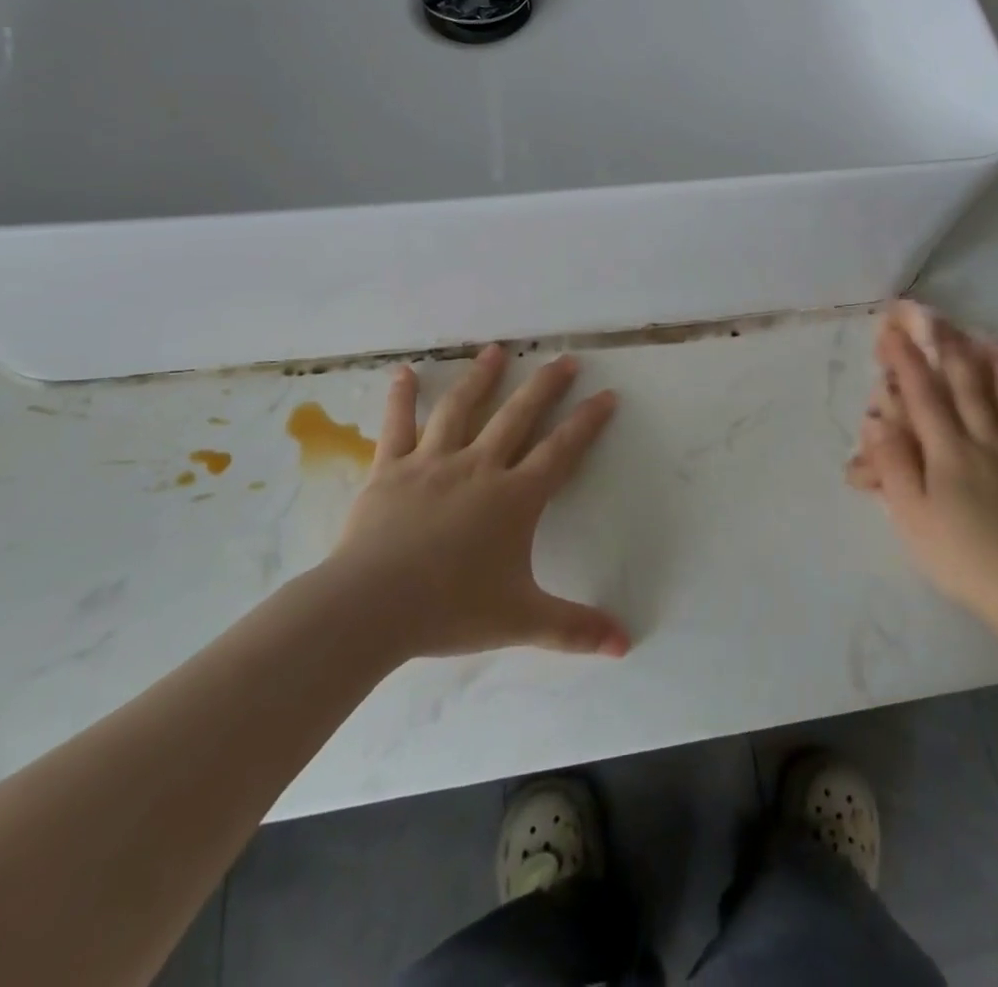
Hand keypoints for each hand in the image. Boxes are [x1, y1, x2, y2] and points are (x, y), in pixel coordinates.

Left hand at [323, 345, 629, 660]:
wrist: (372, 607)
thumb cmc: (451, 609)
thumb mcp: (521, 620)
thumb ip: (575, 630)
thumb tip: (626, 646)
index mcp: (515, 498)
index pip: (561, 450)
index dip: (587, 422)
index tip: (606, 394)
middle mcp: (480, 467)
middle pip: (519, 415)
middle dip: (545, 385)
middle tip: (564, 359)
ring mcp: (433, 463)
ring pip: (462, 408)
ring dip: (482, 377)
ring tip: (496, 350)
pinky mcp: (391, 469)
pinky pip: (398, 425)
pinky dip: (401, 397)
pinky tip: (403, 371)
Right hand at [853, 314, 997, 623]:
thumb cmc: (962, 558)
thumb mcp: (912, 517)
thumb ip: (895, 466)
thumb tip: (878, 422)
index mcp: (950, 453)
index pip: (924, 397)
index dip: (907, 362)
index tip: (894, 333)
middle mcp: (990, 445)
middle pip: (972, 392)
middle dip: (956, 355)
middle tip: (949, 325)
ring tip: (997, 344)